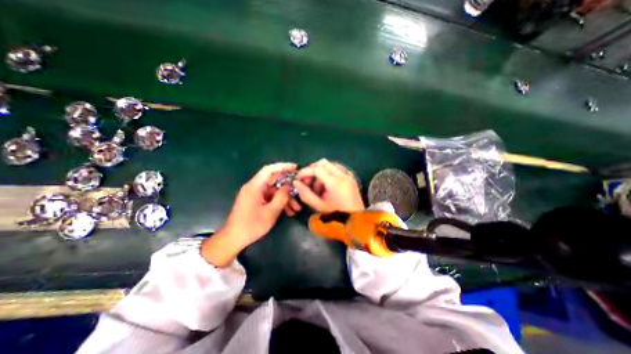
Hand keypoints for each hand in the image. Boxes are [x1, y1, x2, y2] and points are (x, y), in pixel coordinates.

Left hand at [203, 162, 299, 266]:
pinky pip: (270, 198)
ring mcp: (255, 195)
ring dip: (285, 198)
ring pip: (274, 191)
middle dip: (288, 186)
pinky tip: (289, 211)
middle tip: (300, 189)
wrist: (234, 239)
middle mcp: (254, 187)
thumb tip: (289, 185)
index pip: (269, 170)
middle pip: (273, 180)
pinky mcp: (256, 201)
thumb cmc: (251, 225)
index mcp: (255, 186)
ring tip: (296, 208)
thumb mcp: (271, 212)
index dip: (283, 166)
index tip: (295, 167)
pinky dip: (279, 202)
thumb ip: (281, 197)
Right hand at [291, 159, 364, 212]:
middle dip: (312, 169)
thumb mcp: (319, 206)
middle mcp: (343, 174)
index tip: (298, 178)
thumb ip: (306, 194)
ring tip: (317, 187)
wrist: (356, 219)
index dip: (305, 171)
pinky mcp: (350, 177)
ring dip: (320, 172)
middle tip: (307, 181)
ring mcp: (348, 174)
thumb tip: (296, 183)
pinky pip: (336, 169)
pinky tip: (326, 186)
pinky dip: (328, 173)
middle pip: (323, 163)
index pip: (317, 169)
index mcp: (335, 182)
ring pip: (330, 165)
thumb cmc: (337, 214)